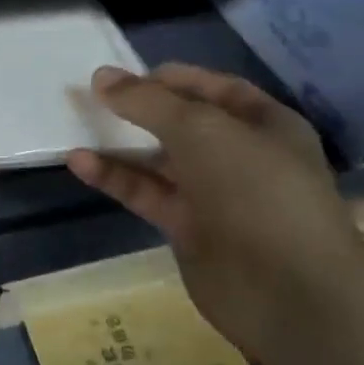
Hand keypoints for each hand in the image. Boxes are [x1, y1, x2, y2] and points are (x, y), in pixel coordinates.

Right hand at [66, 63, 363, 364]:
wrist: (287, 290)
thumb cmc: (255, 189)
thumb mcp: (200, 129)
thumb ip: (148, 102)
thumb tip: (101, 77)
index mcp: (265, 124)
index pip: (215, 89)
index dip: (173, 78)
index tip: (125, 74)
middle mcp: (241, 156)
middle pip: (183, 124)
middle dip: (141, 110)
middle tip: (92, 98)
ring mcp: (214, 195)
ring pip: (160, 161)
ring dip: (121, 145)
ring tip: (76, 126)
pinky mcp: (188, 229)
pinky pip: (147, 194)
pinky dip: (115, 178)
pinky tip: (80, 163)